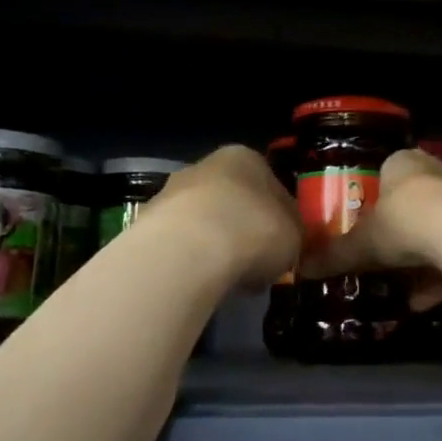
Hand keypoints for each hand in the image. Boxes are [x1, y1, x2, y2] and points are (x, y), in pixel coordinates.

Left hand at [148, 145, 300, 290]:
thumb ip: (292, 232)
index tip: (284, 242)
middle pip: (233, 199)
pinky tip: (201, 282)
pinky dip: (191, 260)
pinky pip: (180, 243)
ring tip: (228, 277)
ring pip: (203, 220)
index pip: (271, 184)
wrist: (186, 252)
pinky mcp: (147, 224)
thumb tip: (286, 239)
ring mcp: (171, 193)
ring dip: (216, 243)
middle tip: (256, 260)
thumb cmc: (253, 232)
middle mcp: (205, 166)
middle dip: (243, 227)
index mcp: (246, 158)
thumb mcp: (294, 235)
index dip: (280, 215)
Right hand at [296, 148, 441, 309]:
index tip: (365, 225)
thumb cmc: (402, 221)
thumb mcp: (361, 242)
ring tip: (403, 288)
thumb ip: (334, 255)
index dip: (375, 200)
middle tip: (383, 258)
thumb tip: (302, 267)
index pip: (387, 174)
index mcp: (404, 163)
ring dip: (422, 260)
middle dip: (402, 232)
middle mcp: (438, 171)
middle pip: (416, 202)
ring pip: (439, 229)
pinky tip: (423, 301)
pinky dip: (441, 276)